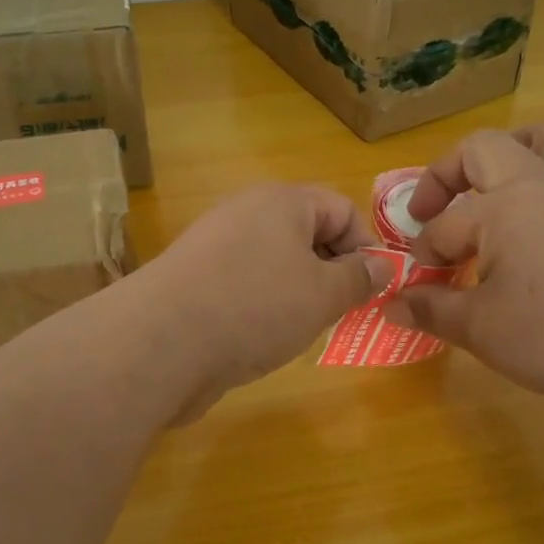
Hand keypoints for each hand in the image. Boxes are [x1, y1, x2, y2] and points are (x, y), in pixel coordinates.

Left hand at [137, 183, 394, 419]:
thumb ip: (360, 278)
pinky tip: (260, 339)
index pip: (341, 208)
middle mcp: (246, 213)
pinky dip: (262, 307)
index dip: (364, 247)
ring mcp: (215, 246)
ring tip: (301, 329)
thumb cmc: (255, 306)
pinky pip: (245, 284)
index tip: (369, 290)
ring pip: (276, 263)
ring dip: (298, 294)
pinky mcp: (194, 280)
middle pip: (307, 234)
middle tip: (339, 313)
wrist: (159, 343)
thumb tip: (383, 265)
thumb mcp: (323, 294)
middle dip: (331, 272)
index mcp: (281, 201)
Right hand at [385, 124, 543, 414]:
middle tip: (432, 213)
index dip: (424, 257)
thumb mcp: (479, 329)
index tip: (418, 287)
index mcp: (502, 206)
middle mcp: (542, 184)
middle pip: (485, 147)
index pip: (445, 226)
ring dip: (516, 151)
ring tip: (496, 183)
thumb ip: (430, 309)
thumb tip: (390, 304)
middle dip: (447, 174)